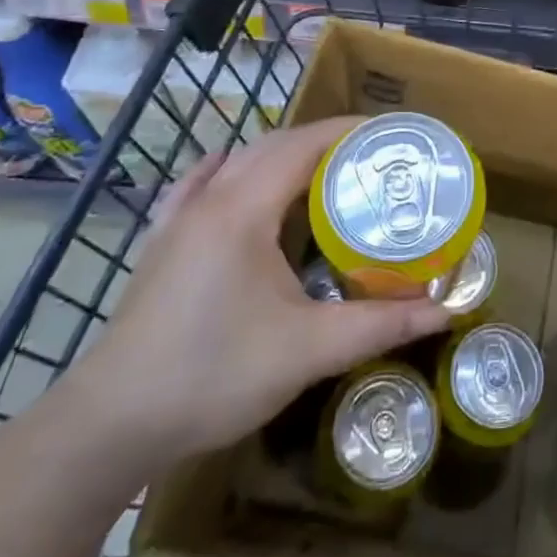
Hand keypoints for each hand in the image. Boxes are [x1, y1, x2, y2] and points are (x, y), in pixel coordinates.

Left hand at [65, 116, 449, 469]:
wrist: (110, 425)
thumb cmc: (213, 375)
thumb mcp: (309, 350)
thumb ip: (381, 324)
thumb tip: (446, 310)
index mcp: (244, 209)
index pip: (304, 144)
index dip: (349, 131)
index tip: (392, 135)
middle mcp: (210, 200)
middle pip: (274, 145)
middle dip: (324, 140)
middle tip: (371, 158)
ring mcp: (179, 220)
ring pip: (238, 161)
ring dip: (282, 154)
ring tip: (324, 170)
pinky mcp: (161, 244)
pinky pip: (199, 185)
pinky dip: (228, 169)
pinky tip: (231, 173)